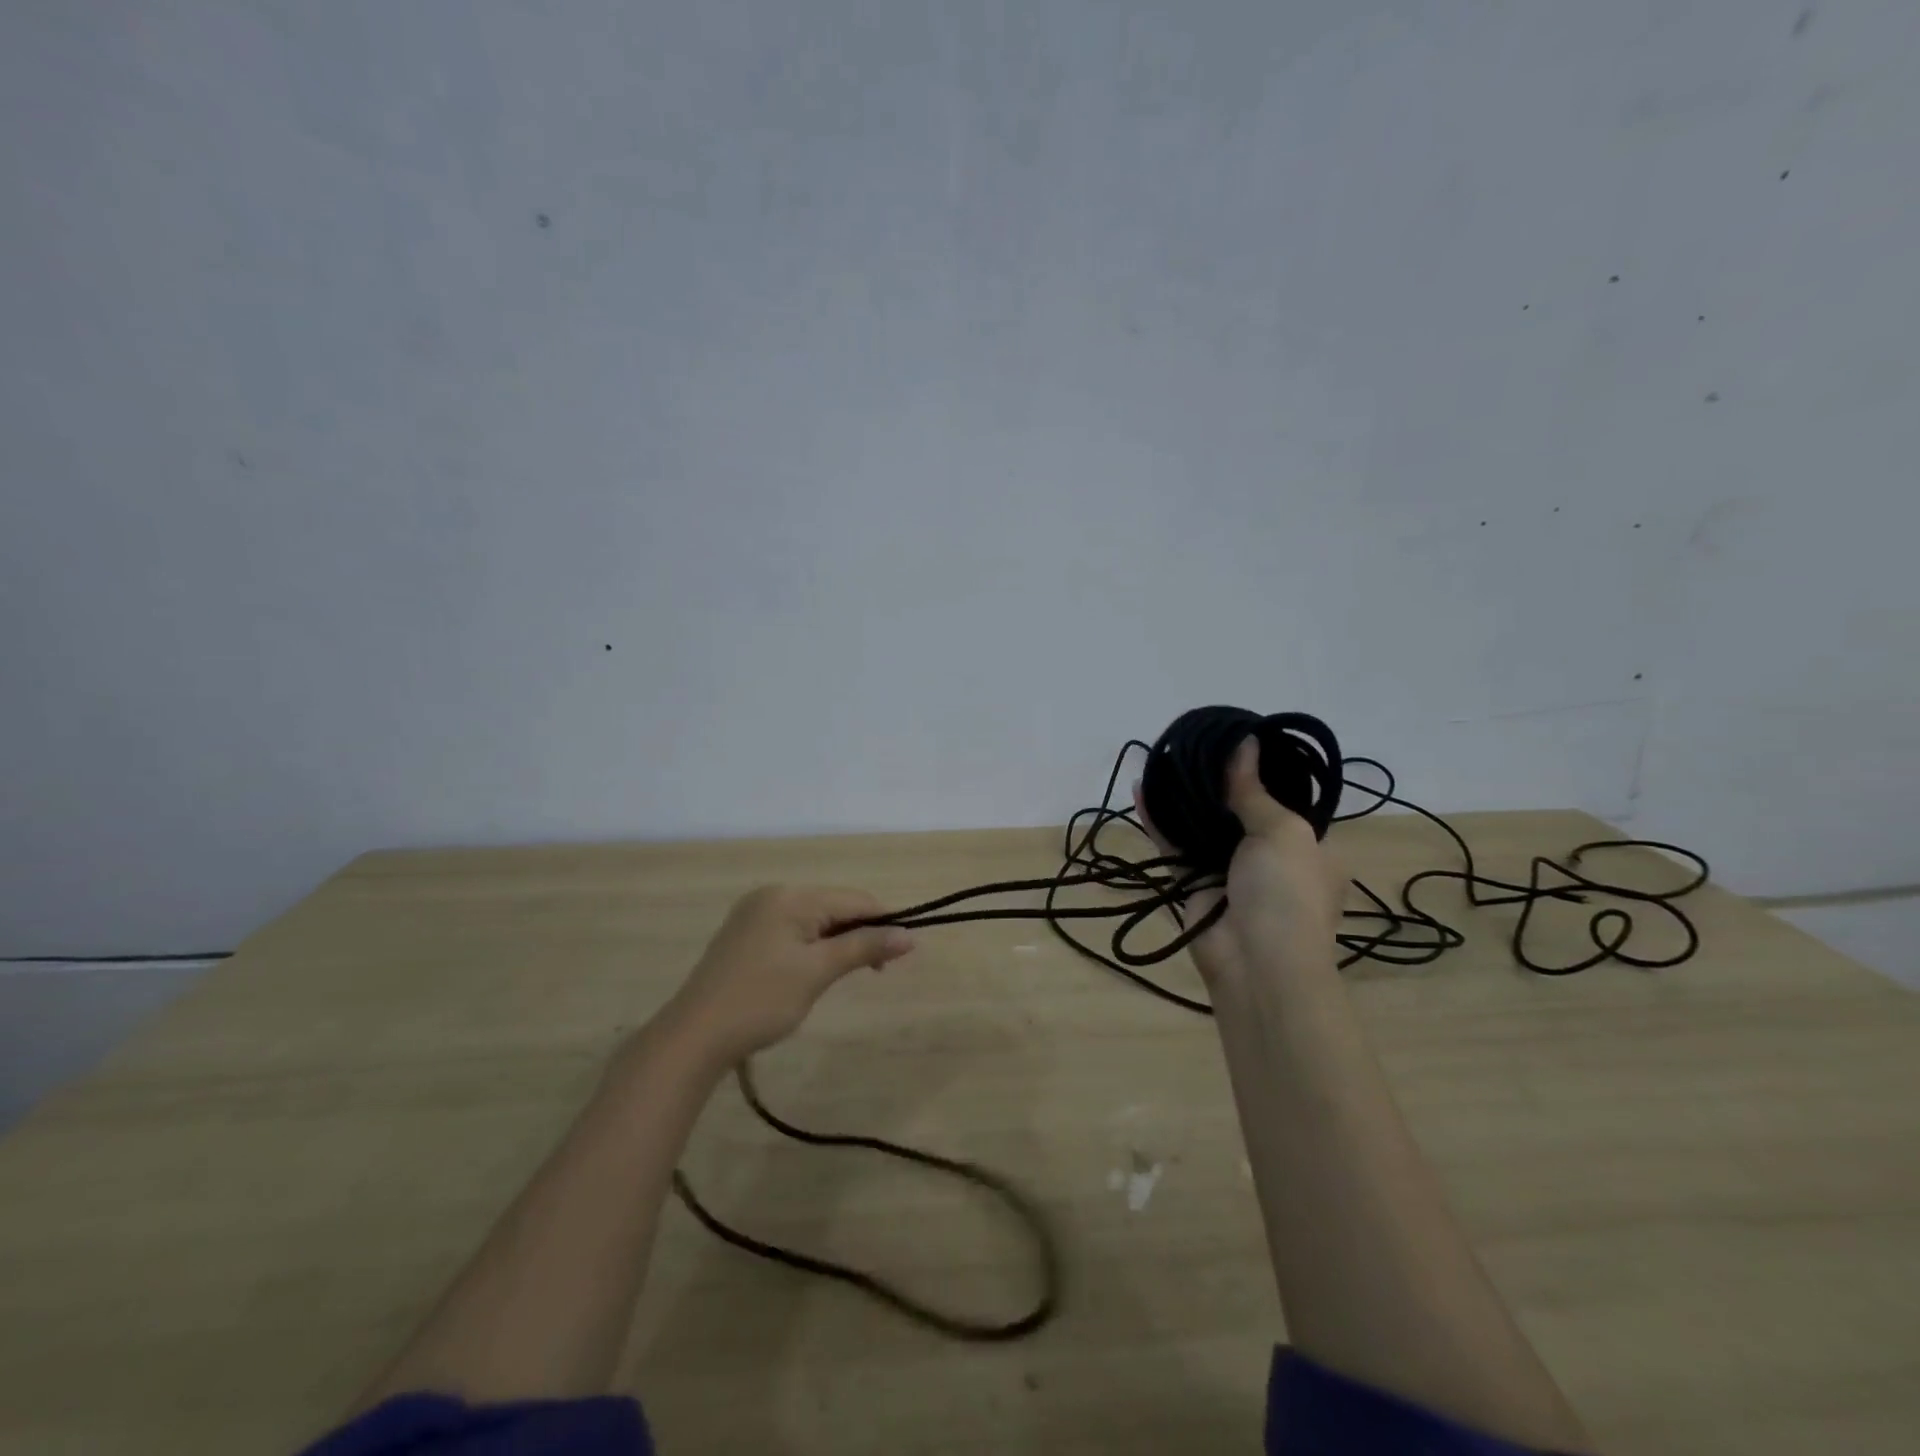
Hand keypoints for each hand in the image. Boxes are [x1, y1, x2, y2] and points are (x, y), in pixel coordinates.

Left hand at [666, 886, 913, 1064]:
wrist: (694, 1037)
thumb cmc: (761, 1001)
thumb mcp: (818, 972)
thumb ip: (864, 947)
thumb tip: (909, 936)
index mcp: (791, 896)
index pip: (853, 899)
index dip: (883, 922)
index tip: (902, 954)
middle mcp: (772, 895)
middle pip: (833, 906)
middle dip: (858, 933)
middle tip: (875, 971)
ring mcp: (755, 914)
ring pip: (814, 919)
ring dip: (836, 942)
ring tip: (844, 974)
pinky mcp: (745, 935)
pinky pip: (793, 930)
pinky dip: (812, 947)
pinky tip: (812, 972)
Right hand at [1134, 734, 1342, 988]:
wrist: (1259, 967)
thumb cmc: (1287, 893)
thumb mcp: (1283, 833)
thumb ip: (1254, 790)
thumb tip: (1245, 742)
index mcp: (1308, 845)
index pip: (1285, 800)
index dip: (1262, 771)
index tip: (1236, 740)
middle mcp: (1268, 856)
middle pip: (1239, 809)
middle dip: (1217, 780)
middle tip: (1193, 743)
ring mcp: (1228, 870)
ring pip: (1202, 825)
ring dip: (1184, 797)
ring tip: (1163, 758)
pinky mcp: (1193, 884)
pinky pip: (1174, 845)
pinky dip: (1158, 821)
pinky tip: (1141, 791)